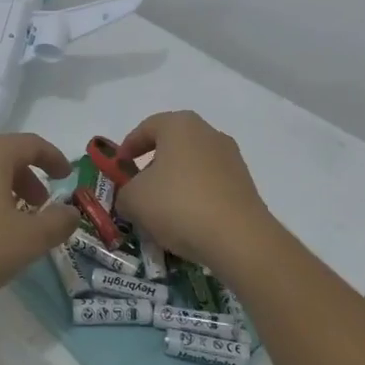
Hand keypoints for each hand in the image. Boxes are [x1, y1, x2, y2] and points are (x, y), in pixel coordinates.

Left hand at [0, 134, 78, 319]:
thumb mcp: (28, 240)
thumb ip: (57, 222)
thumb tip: (70, 212)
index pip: (30, 143)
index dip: (53, 158)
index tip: (67, 176)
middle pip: (4, 155)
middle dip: (28, 177)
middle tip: (41, 205)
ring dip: (4, 189)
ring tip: (14, 221)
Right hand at [116, 111, 281, 278]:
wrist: (239, 238)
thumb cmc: (178, 204)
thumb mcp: (134, 200)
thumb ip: (124, 193)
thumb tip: (130, 197)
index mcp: (180, 125)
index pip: (147, 127)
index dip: (128, 146)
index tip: (119, 167)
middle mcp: (208, 133)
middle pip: (172, 145)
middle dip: (153, 165)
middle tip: (138, 188)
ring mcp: (231, 158)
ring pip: (193, 165)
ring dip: (175, 183)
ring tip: (162, 211)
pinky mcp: (245, 184)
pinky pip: (211, 185)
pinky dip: (195, 197)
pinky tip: (187, 222)